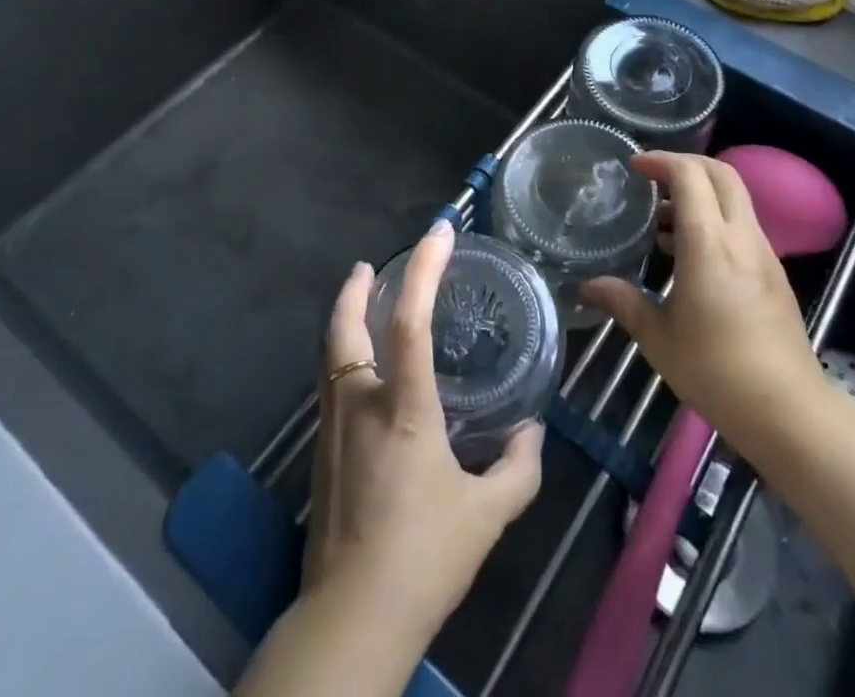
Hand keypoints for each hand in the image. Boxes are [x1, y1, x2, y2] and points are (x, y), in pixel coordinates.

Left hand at [305, 221, 543, 646]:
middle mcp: (361, 405)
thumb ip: (518, 468)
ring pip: (330, 355)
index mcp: (403, 409)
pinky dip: (342, 355)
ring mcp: (333, 428)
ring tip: (361, 302)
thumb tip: (532, 431)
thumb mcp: (487, 516)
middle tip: (369, 265)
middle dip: (354, 289)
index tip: (439, 233)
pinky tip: (361, 369)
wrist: (351, 621)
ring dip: (345, 319)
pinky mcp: (321, 454)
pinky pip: (330, 384)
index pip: (410, 320)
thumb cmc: (424, 559)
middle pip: (345, 328)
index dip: (423, 269)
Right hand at [583, 152, 827, 463]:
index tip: (634, 167)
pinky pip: (742, 225)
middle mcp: (741, 237)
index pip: (690, 176)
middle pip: (721, 174)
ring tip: (661, 221)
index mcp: (710, 244)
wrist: (789, 412)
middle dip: (685, 164)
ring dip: (700, 193)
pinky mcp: (773, 273)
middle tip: (651, 178)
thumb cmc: (716, 371)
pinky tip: (688, 255)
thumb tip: (586, 286)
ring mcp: (763, 254)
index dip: (661, 161)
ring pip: (735, 198)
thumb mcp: (658, 338)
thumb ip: (622, 302)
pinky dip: (714, 219)